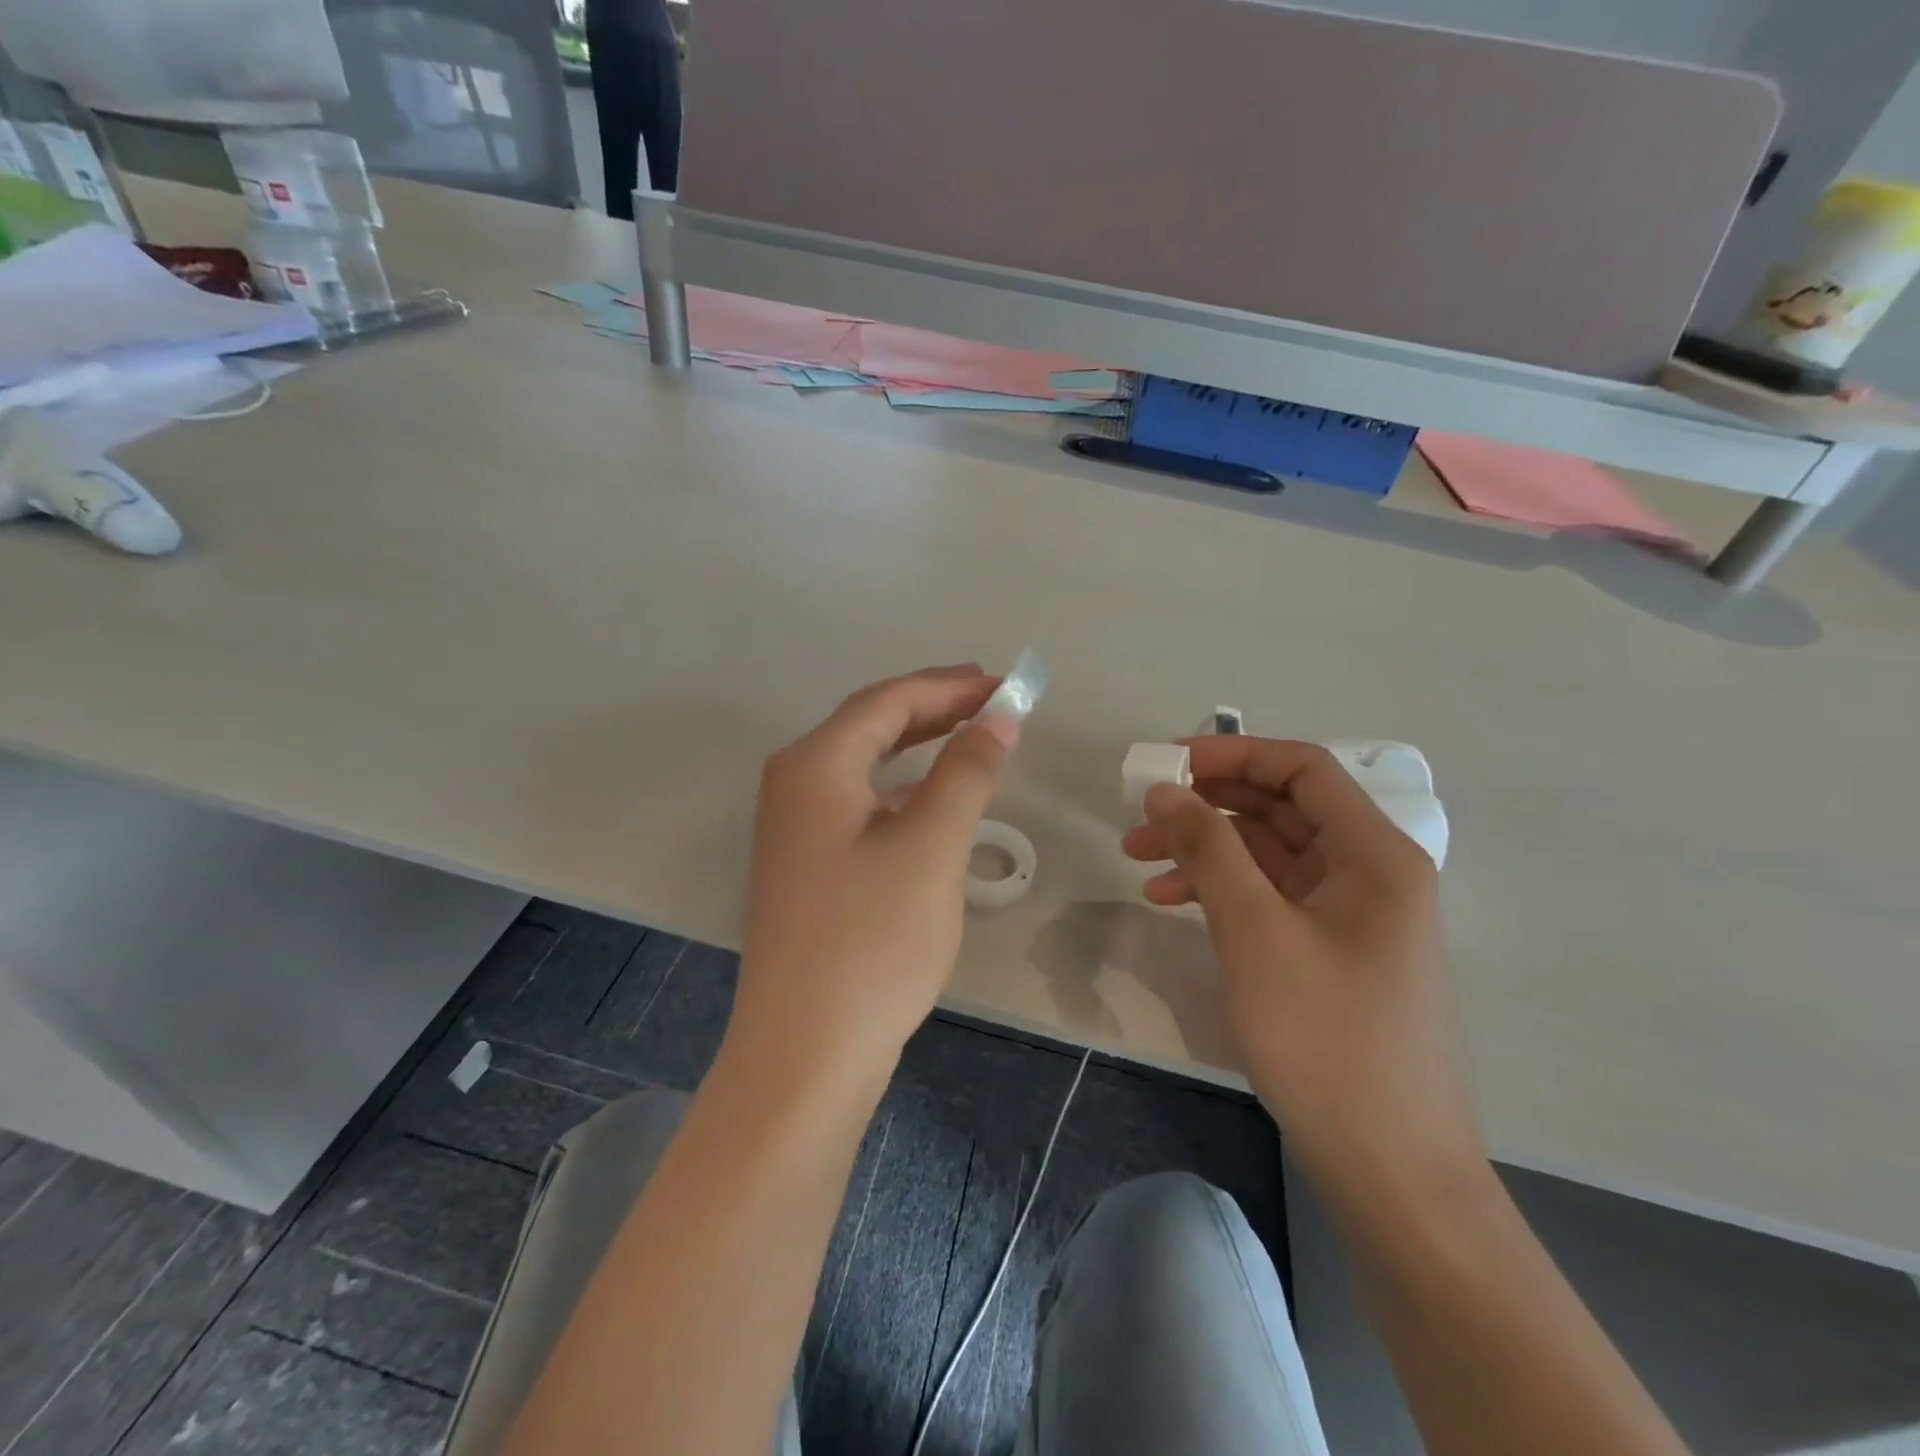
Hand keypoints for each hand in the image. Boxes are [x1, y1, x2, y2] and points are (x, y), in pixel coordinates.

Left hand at [729, 665, 1018, 1088]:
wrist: (806, 1052)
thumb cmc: (872, 941)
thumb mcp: (931, 847)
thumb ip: (966, 773)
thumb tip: (998, 718)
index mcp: (816, 765)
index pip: (888, 701)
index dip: (948, 686)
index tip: (1004, 683)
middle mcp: (795, 785)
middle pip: (871, 725)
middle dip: (934, 707)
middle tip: (993, 701)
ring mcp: (796, 828)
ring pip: (866, 764)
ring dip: (919, 746)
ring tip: (972, 736)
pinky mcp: (808, 865)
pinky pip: (861, 802)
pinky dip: (903, 788)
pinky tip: (933, 799)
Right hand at [1121, 738, 1482, 1193]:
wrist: (1389, 1168)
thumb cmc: (1327, 1039)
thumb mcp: (1256, 932)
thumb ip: (1209, 849)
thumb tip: (1164, 790)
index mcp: (1374, 854)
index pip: (1302, 769)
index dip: (1234, 754)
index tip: (1167, 764)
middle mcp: (1369, 871)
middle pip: (1282, 807)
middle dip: (1208, 804)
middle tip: (1141, 813)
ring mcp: (1350, 913)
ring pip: (1268, 852)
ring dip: (1205, 847)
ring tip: (1138, 858)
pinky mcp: (1328, 949)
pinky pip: (1269, 894)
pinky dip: (1221, 888)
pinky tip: (1171, 899)